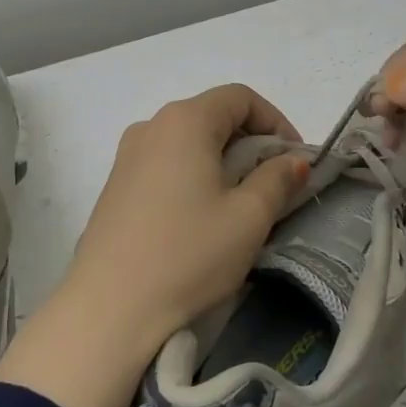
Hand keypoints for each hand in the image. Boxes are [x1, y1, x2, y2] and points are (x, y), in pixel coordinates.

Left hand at [0, 84, 308, 406]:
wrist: (110, 308)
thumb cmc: (189, 254)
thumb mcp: (248, 217)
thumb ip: (277, 179)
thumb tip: (292, 161)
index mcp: (184, 120)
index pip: (240, 98)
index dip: (276, 121)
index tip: (294, 160)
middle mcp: (151, 126)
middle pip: (212, 116)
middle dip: (251, 143)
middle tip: (274, 185)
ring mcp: (127, 156)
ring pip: (188, 142)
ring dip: (222, 161)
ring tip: (240, 204)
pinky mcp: (115, 185)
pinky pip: (165, 164)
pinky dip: (193, 176)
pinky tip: (201, 217)